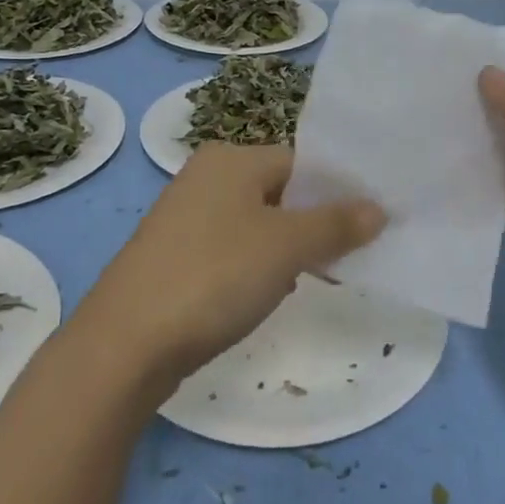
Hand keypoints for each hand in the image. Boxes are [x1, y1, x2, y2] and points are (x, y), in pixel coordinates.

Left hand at [78, 142, 385, 387]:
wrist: (125, 344)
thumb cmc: (214, 276)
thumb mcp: (286, 246)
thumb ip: (336, 224)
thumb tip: (379, 208)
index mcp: (231, 159)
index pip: (301, 163)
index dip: (338, 192)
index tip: (369, 225)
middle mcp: (205, 177)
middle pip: (280, 193)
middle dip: (313, 224)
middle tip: (346, 257)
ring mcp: (184, 218)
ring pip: (256, 225)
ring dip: (286, 250)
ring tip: (311, 279)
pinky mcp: (174, 256)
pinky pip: (231, 250)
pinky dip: (254, 267)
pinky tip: (262, 296)